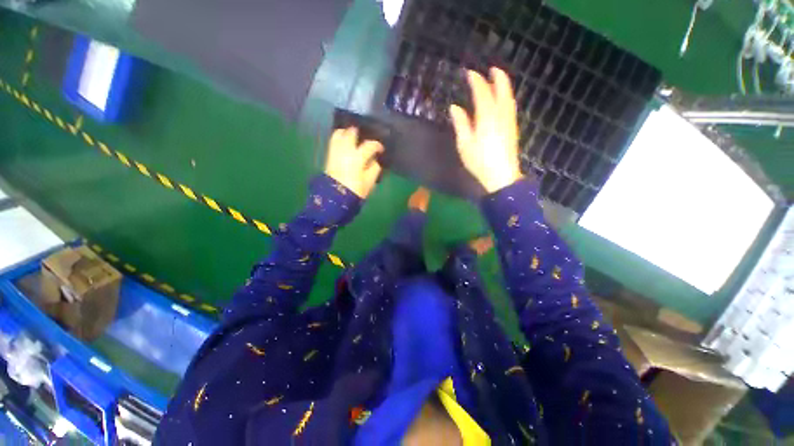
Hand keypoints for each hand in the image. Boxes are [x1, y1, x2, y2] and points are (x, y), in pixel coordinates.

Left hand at [325, 127, 383, 198]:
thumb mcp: (369, 182)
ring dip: (346, 132)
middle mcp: (345, 150)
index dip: (377, 145)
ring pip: (338, 134)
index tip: (381, 149)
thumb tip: (375, 160)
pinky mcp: (329, 156)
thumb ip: (374, 169)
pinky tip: (344, 143)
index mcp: (357, 157)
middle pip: (351, 133)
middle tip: (364, 138)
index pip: (369, 145)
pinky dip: (339, 138)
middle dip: (359, 133)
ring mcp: (335, 152)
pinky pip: (333, 142)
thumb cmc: (355, 191)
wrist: (335, 199)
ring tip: (352, 137)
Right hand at [449, 67, 522, 192]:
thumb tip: (454, 107)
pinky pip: (510, 106)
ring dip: (504, 85)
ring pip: (509, 97)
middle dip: (497, 77)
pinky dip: (507, 97)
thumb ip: (461, 123)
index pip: (482, 92)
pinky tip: (504, 99)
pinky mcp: (512, 129)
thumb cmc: (480, 161)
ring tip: (498, 79)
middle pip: (502, 90)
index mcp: (487, 116)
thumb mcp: (465, 144)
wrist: (501, 176)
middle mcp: (501, 114)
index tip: (470, 73)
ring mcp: (509, 121)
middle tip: (491, 69)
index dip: (476, 80)